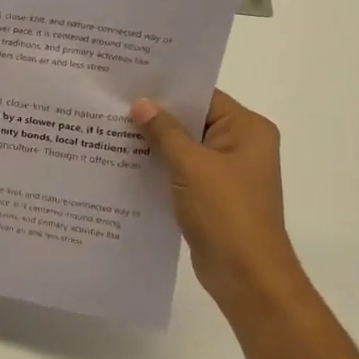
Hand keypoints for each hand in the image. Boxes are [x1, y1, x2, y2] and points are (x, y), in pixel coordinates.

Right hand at [131, 91, 302, 311]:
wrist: (247, 277)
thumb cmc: (226, 213)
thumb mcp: (192, 166)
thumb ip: (165, 132)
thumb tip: (141, 103)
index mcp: (248, 130)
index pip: (203, 96)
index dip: (168, 89)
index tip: (130, 81)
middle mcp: (240, 145)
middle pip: (192, 120)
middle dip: (156, 116)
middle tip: (113, 102)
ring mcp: (226, 172)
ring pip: (184, 147)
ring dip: (154, 143)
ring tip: (110, 129)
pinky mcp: (211, 195)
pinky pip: (181, 171)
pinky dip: (158, 167)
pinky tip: (124, 163)